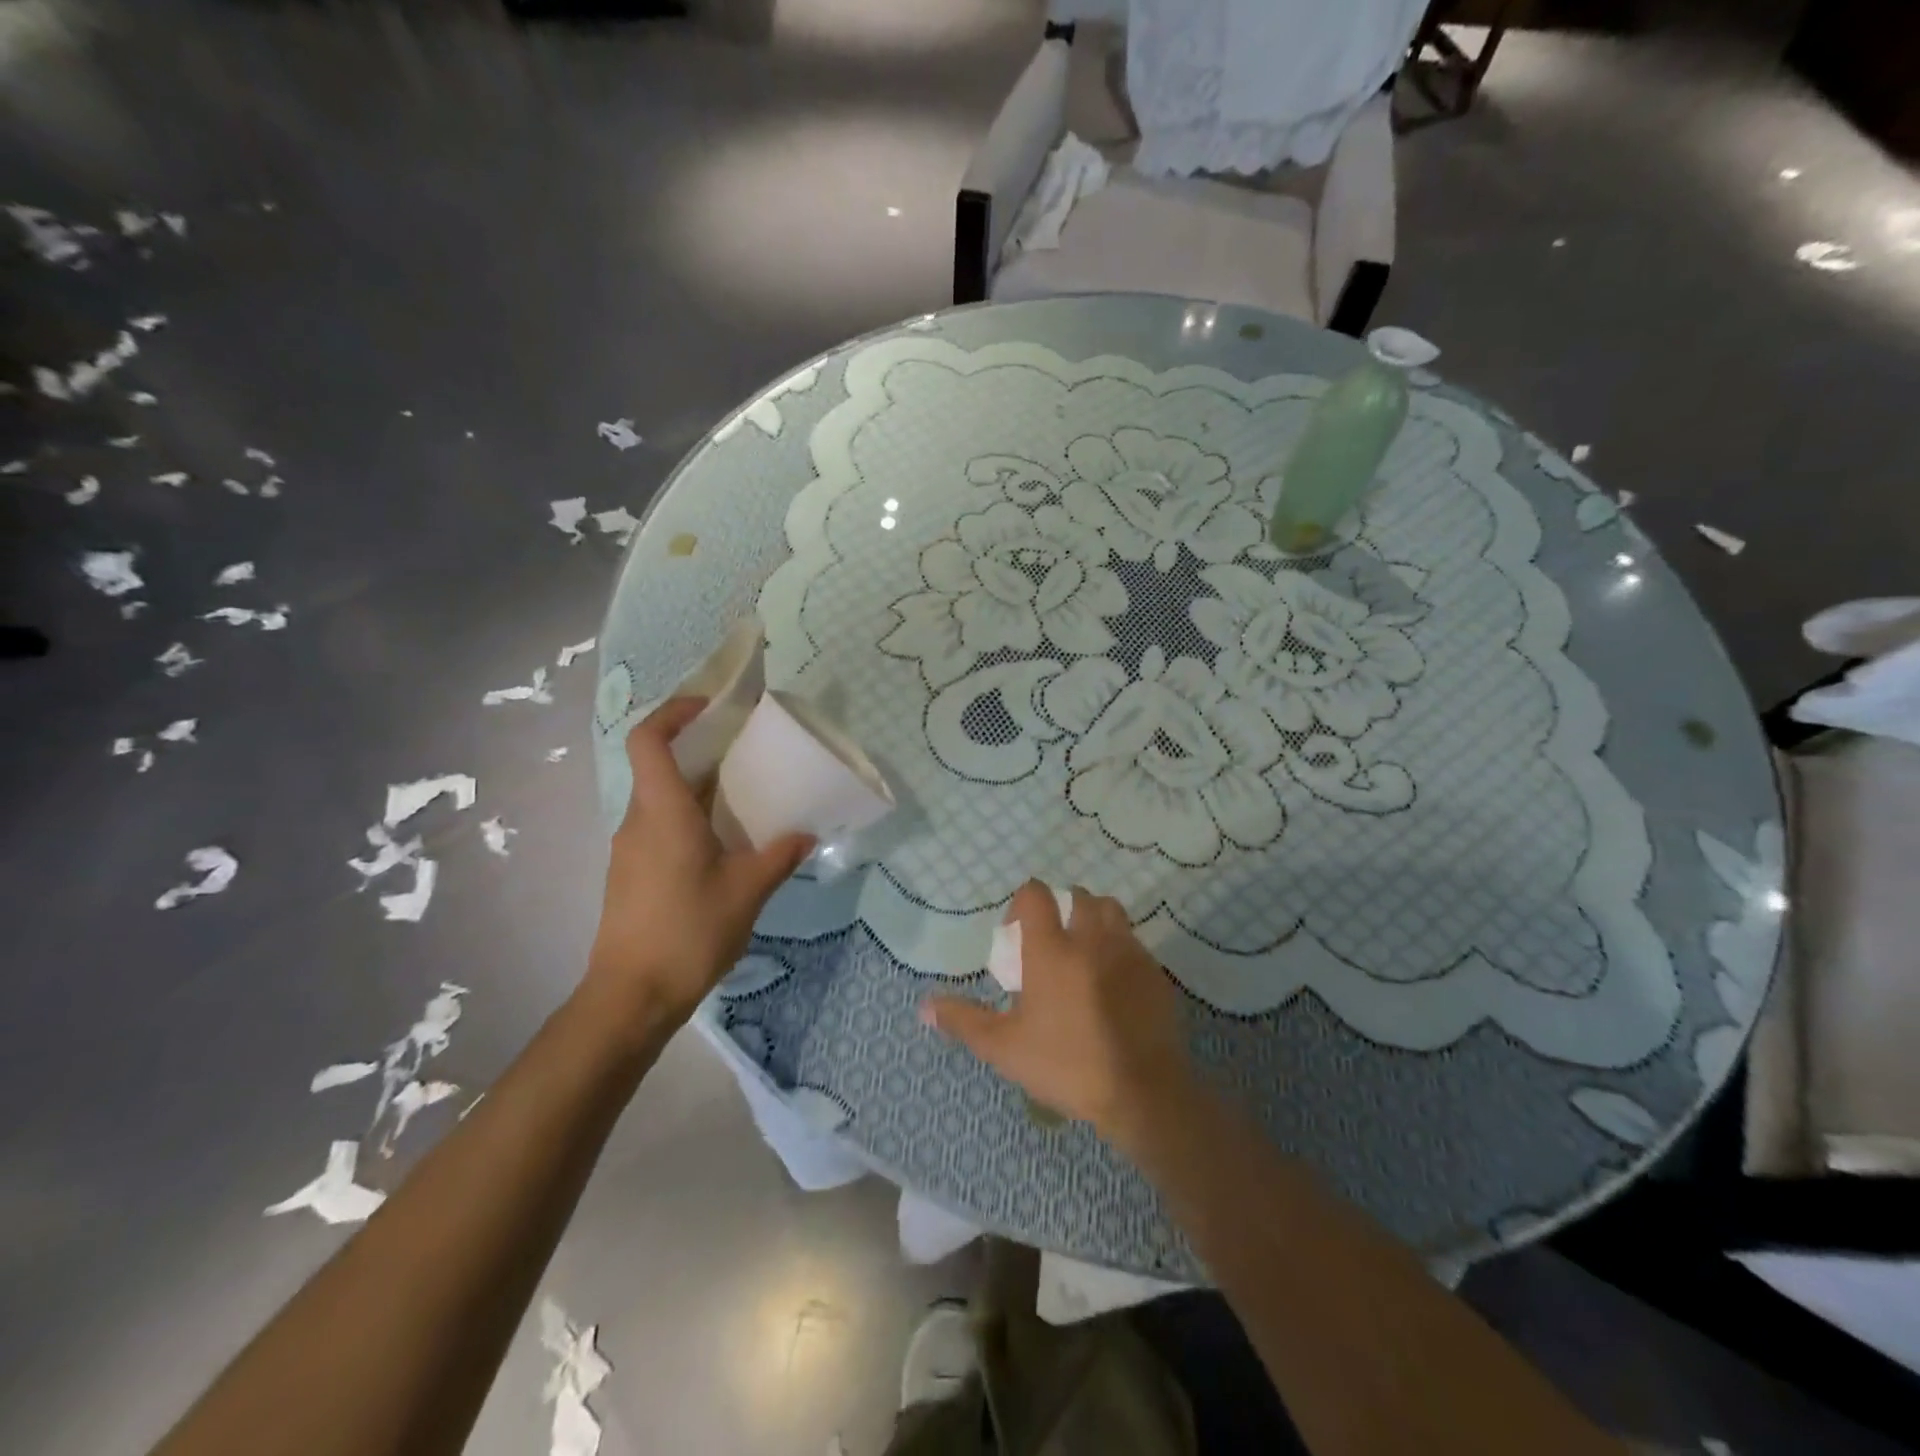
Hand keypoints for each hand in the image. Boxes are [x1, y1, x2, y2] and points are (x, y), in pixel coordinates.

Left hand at [584, 698, 813, 1026]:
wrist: (631, 997)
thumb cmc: (688, 932)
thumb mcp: (747, 891)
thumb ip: (779, 856)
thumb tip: (804, 834)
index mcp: (663, 812)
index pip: (649, 740)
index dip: (674, 712)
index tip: (710, 707)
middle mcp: (638, 821)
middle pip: (660, 766)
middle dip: (701, 750)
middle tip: (747, 753)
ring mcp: (630, 849)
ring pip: (661, 800)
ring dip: (698, 789)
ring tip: (744, 800)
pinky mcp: (631, 874)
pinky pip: (659, 828)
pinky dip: (689, 819)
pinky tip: (723, 846)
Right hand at [922, 882, 1195, 1147]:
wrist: (1142, 1092)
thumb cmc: (1067, 1065)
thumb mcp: (1005, 1048)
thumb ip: (964, 1021)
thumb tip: (924, 1006)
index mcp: (1052, 949)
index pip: (1036, 894)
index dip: (1022, 902)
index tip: (1016, 933)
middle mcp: (1092, 938)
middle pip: (1079, 897)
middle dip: (1063, 909)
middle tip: (1052, 943)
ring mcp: (1129, 953)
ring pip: (1112, 913)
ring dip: (1095, 921)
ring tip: (1084, 954)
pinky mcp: (1156, 973)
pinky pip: (1134, 944)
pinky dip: (1120, 951)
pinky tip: (1113, 985)